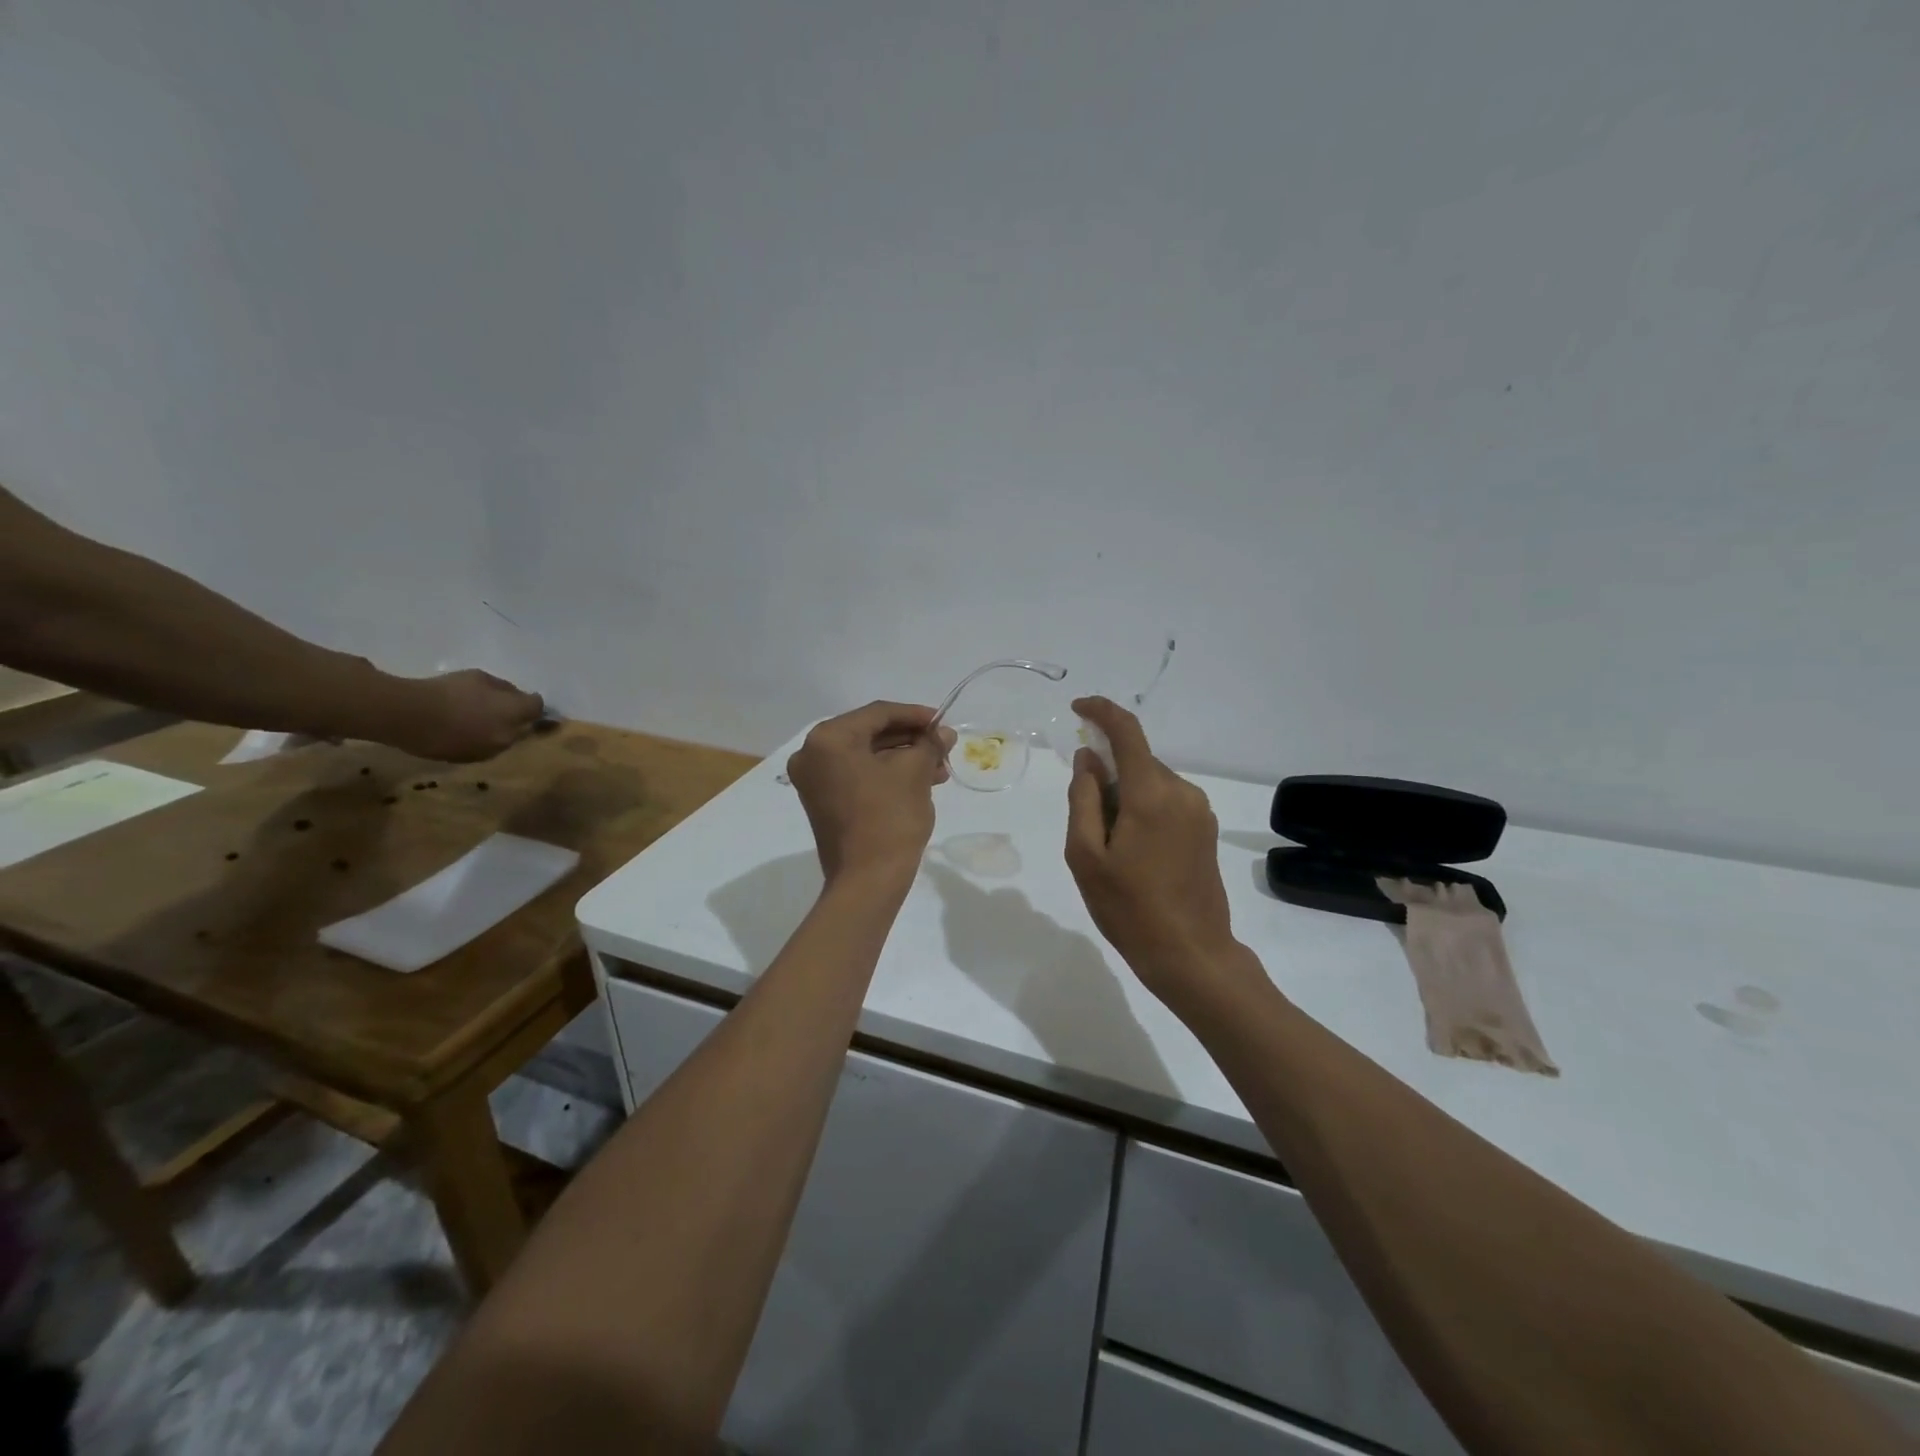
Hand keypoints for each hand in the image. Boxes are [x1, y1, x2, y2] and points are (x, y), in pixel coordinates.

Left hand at [387, 669, 545, 761]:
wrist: (403, 712)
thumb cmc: (447, 737)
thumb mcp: (484, 749)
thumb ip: (507, 739)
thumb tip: (520, 731)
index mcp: (514, 709)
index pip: (538, 705)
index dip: (534, 715)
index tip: (524, 728)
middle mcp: (502, 689)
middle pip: (517, 695)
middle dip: (512, 707)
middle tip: (496, 724)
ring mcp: (478, 679)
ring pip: (495, 690)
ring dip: (490, 701)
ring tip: (471, 717)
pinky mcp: (457, 675)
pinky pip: (473, 686)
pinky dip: (469, 696)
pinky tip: (452, 709)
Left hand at [786, 701, 953, 886]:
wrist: (867, 881)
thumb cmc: (889, 818)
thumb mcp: (915, 773)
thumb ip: (929, 744)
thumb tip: (943, 733)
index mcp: (828, 739)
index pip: (878, 713)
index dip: (915, 715)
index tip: (943, 723)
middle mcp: (812, 754)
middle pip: (870, 733)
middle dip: (910, 739)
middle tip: (943, 747)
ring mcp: (814, 780)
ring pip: (866, 756)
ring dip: (902, 758)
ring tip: (939, 770)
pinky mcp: (822, 801)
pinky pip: (857, 775)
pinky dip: (886, 774)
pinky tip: (919, 781)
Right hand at [1064, 697, 1243, 1003]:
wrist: (1191, 954)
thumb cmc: (1129, 908)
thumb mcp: (1086, 856)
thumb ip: (1083, 799)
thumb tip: (1088, 759)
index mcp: (1151, 794)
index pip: (1127, 732)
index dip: (1101, 711)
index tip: (1078, 708)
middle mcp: (1182, 792)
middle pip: (1137, 761)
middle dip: (1107, 773)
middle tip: (1087, 822)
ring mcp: (1199, 810)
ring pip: (1151, 782)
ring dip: (1125, 795)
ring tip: (1111, 847)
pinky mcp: (1206, 829)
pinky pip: (1167, 801)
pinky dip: (1143, 808)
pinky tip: (1133, 850)